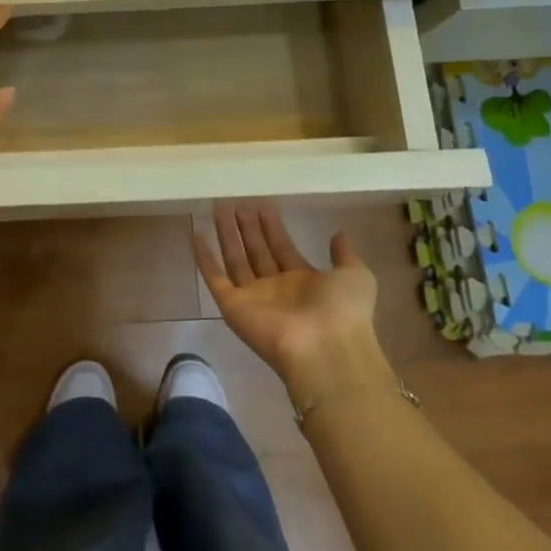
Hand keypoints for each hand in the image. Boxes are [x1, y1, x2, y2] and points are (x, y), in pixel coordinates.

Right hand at [194, 202, 389, 404]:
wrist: (326, 350)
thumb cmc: (343, 311)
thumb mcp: (355, 276)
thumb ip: (344, 255)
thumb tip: (338, 233)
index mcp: (303, 282)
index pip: (281, 248)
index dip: (272, 227)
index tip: (262, 204)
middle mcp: (275, 288)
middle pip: (256, 251)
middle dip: (246, 227)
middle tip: (236, 201)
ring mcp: (252, 297)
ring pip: (235, 259)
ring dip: (226, 234)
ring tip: (218, 207)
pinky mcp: (232, 306)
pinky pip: (214, 277)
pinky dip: (203, 257)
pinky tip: (195, 233)